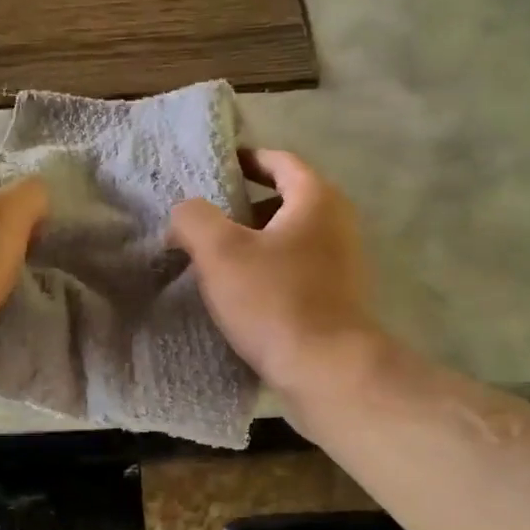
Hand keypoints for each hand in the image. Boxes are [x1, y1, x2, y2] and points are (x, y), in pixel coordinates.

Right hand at [169, 150, 380, 410]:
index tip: (216, 167)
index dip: (246, 160)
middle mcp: (338, 223)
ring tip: (216, 258)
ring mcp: (343, 262)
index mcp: (317, 199)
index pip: (280, 161)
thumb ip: (193, 218)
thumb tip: (186, 213)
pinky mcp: (339, 297)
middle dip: (244, 206)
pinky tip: (242, 292)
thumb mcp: (220, 252)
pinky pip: (297, 268)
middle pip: (286, 199)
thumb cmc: (274, 300)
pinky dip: (270, 269)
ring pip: (290, 237)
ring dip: (255, 241)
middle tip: (207, 219)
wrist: (327, 370)